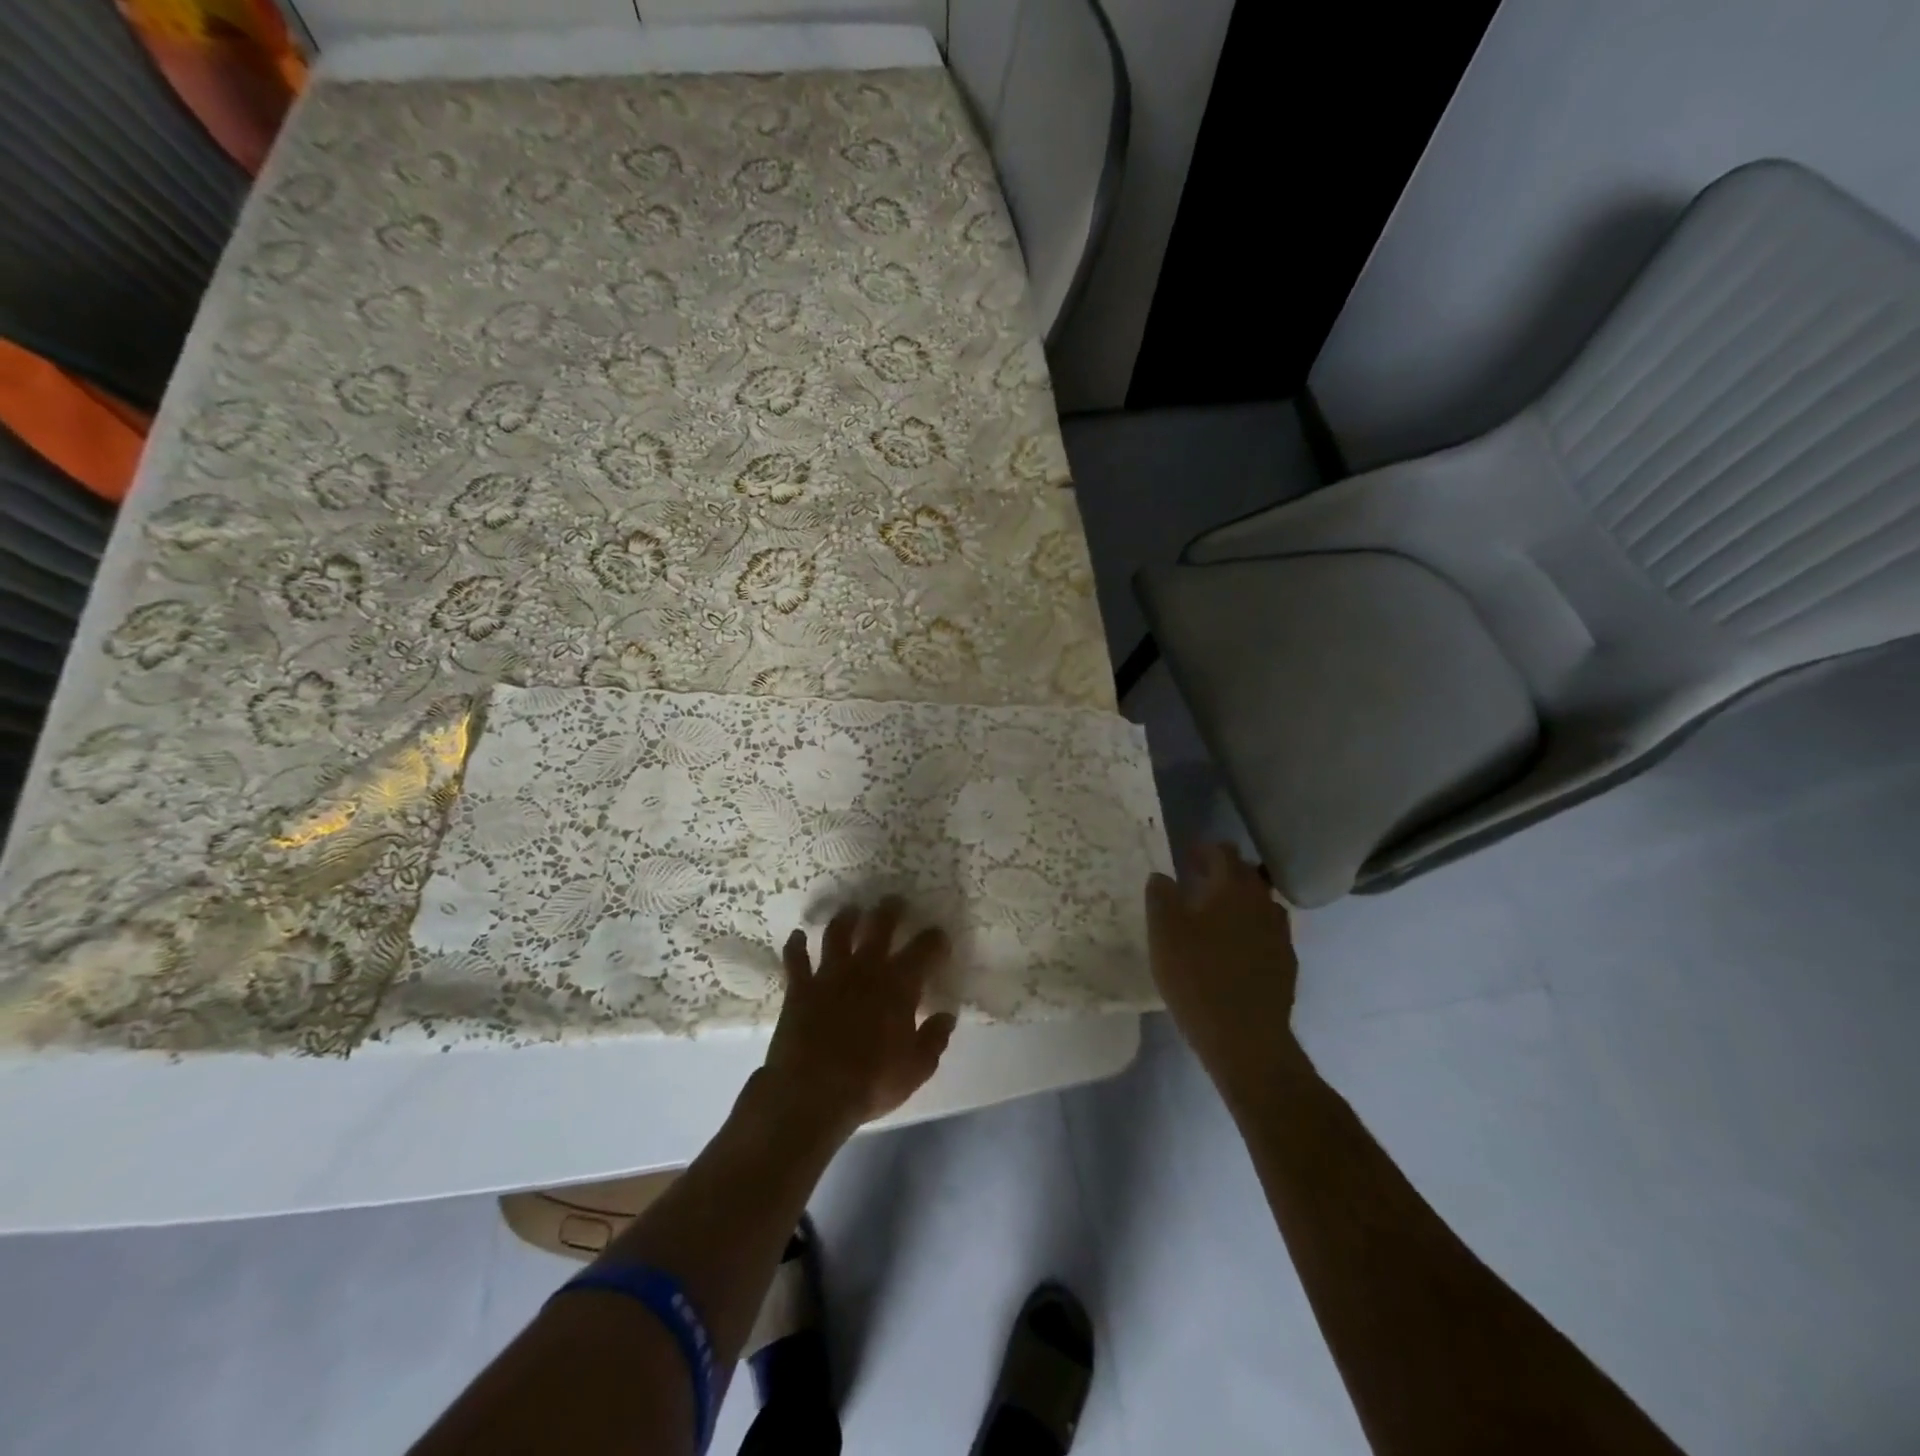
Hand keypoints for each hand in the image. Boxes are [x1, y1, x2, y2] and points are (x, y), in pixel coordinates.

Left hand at [761, 897, 957, 1135]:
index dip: (934, 939)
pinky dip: (796, 945)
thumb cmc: (870, 1082)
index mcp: (899, 986)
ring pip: (838, 933)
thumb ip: (934, 1039)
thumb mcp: (916, 1069)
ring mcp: (829, 974)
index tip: (939, 935)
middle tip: (894, 902)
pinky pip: (796, 959)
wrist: (811, 1092)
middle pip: (879, 926)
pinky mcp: (800, 987)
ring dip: (846, 918)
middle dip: (890, 911)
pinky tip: (797, 936)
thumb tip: (947, 1016)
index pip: (924, 950)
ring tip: (851, 910)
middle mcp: (865, 969)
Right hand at [1146, 844, 1300, 1086]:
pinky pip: (1267, 933)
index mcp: (1233, 888)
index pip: (1223, 852)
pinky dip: (1249, 930)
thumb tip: (1161, 876)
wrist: (1246, 1039)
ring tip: (1214, 917)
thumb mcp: (1164, 934)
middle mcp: (1262, 903)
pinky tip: (1233, 950)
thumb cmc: (1197, 978)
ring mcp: (1280, 934)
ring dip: (1238, 902)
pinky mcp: (1286, 964)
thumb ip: (1160, 897)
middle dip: (1222, 873)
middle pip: (1245, 875)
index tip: (1185, 856)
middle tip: (1195, 884)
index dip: (1203, 850)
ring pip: (1259, 904)